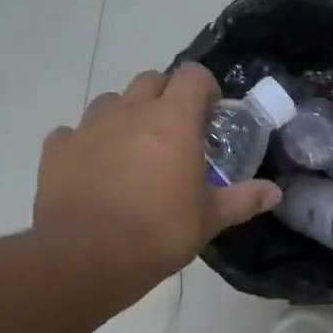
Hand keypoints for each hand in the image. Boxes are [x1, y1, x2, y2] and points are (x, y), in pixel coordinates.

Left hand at [34, 65, 280, 308]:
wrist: (86, 258)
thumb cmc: (160, 231)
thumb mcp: (211, 219)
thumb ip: (244, 199)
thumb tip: (275, 192)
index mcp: (173, 120)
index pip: (193, 75)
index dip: (205, 88)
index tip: (210, 113)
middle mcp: (131, 111)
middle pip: (151, 79)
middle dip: (166, 96)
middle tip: (175, 131)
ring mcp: (89, 127)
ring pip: (111, 101)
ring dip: (125, 115)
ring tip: (132, 148)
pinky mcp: (56, 149)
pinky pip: (72, 133)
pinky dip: (85, 143)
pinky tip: (92, 168)